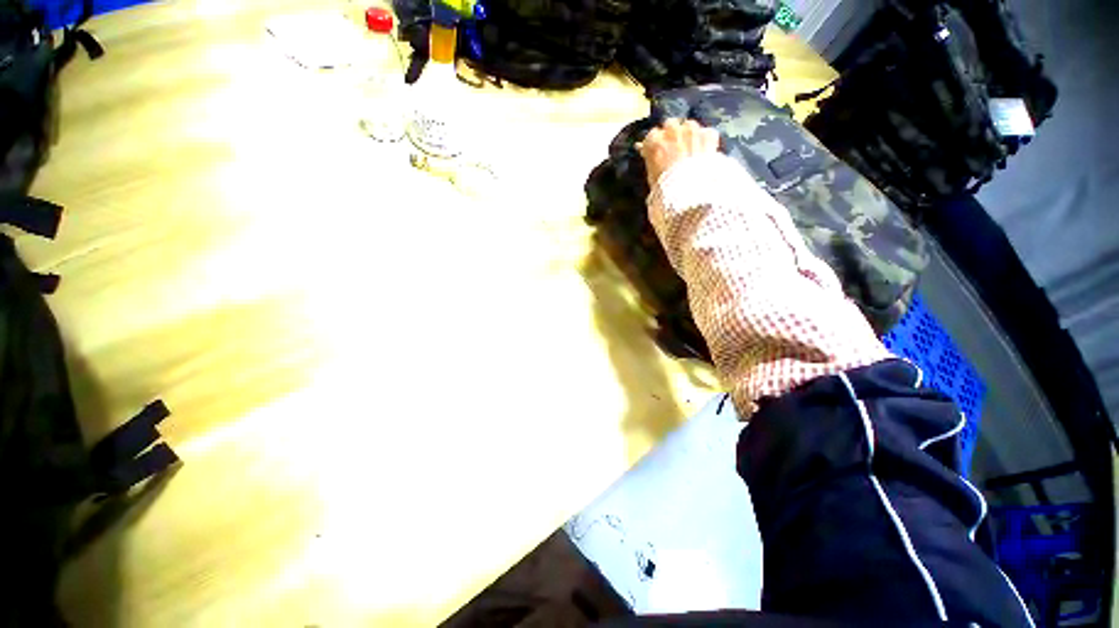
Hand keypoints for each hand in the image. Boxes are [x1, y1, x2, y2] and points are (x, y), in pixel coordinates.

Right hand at [637, 119, 720, 188]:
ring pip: (689, 125)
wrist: (688, 192)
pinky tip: (704, 153)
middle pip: (670, 125)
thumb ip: (651, 161)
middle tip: (674, 149)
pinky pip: (706, 133)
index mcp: (654, 141)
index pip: (651, 136)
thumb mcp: (651, 177)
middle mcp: (672, 131)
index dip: (655, 145)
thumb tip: (648, 154)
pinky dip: (705, 141)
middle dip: (671, 135)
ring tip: (690, 150)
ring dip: (688, 135)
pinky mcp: (708, 135)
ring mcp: (692, 131)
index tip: (657, 152)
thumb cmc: (665, 188)